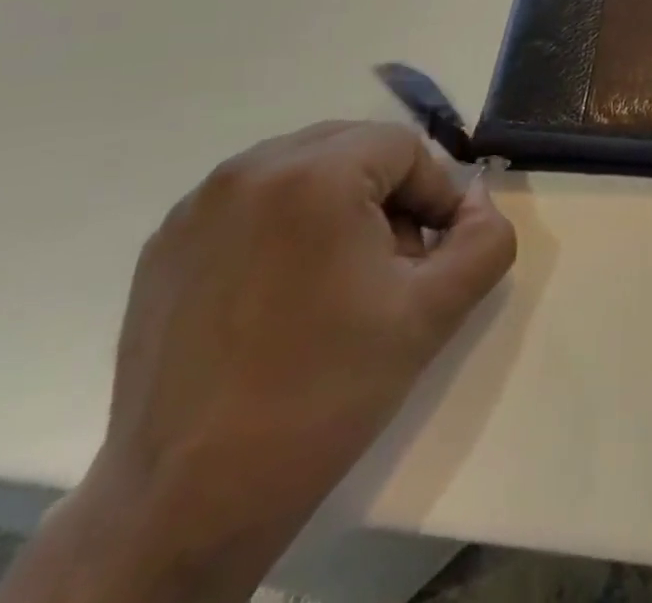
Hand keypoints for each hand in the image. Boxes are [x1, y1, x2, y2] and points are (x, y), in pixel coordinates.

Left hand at [13, 120, 515, 602]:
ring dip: (337, 206)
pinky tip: (282, 295)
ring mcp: (200, 205)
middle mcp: (251, 169)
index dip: (433, 196)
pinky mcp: (166, 243)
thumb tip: (476, 198)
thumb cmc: (324, 393)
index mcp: (314, 174)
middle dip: (387, 196)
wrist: (186, 503)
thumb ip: (485, 239)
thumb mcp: (434, 313)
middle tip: (391, 267)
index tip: (431, 259)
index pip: (405, 148)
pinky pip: (252, 202)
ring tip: (338, 282)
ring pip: (303, 168)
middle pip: (354, 148)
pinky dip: (284, 224)